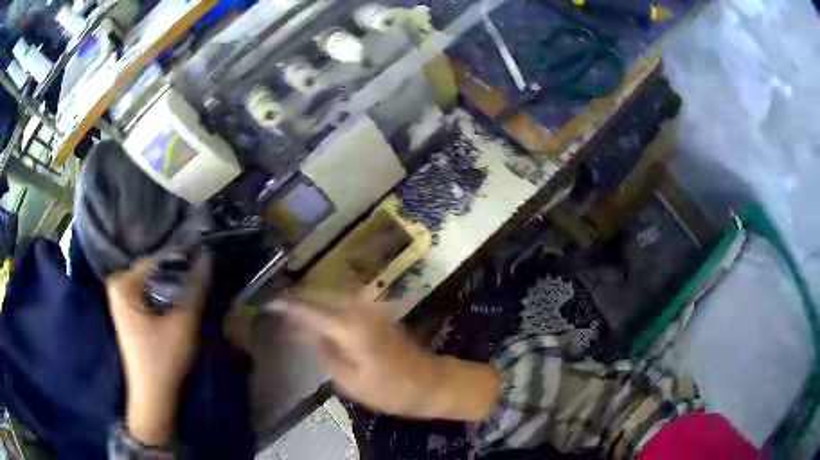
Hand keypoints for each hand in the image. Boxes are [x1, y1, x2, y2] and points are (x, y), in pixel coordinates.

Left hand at [106, 252, 211, 445]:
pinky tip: (178, 306)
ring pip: (153, 283)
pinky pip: (148, 294)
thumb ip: (196, 289)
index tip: (206, 267)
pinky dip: (164, 297)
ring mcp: (121, 299)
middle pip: (154, 271)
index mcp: (124, 285)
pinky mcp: (127, 311)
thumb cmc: (164, 361)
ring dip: (173, 287)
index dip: (183, 263)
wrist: (152, 397)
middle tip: (201, 283)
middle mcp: (118, 285)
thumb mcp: (183, 324)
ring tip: (194, 293)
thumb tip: (208, 255)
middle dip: (178, 276)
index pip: (158, 261)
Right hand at [282, 292, 500, 421]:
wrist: (429, 383)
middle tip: (277, 304)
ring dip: (313, 299)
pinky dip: (328, 304)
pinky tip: (319, 314)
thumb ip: (326, 354)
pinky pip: (345, 302)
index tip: (269, 303)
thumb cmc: (389, 389)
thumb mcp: (350, 381)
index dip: (288, 306)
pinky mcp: (378, 314)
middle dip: (298, 298)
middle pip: (321, 295)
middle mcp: (359, 310)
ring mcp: (371, 309)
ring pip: (333, 295)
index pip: (310, 310)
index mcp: (349, 327)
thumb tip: (311, 335)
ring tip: (293, 308)